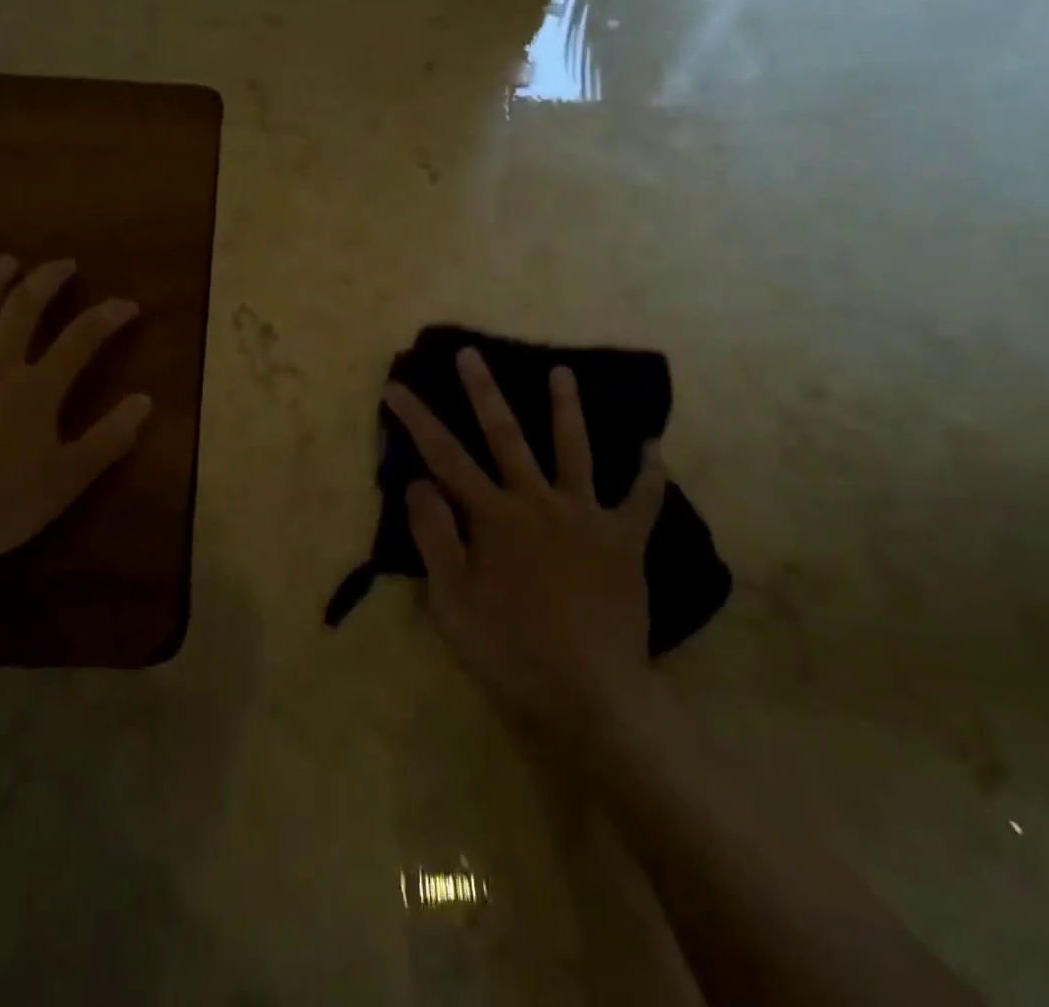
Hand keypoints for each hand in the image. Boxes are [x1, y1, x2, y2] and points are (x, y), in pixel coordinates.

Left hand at [0, 255, 151, 567]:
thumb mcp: (67, 479)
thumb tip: (145, 400)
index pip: (80, 339)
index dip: (107, 317)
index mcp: (36, 389)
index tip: (128, 303)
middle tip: (63, 263)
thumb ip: (109, 438)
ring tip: (7, 261)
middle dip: (46, 282)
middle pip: (23, 312)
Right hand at [384, 348, 668, 742]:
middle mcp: (538, 501)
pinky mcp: (624, 540)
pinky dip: (649, 472)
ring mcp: (586, 516)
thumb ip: (434, 535)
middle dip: (483, 392)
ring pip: (574, 449)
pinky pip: (642, 499)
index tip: (396, 386)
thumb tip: (418, 482)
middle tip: (471, 354)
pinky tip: (653, 446)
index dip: (416, 418)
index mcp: (493, 516)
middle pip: (506, 435)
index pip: (444, 456)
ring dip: (566, 409)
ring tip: (561, 372)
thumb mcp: (452, 600)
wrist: (588, 694)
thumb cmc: (509, 650)